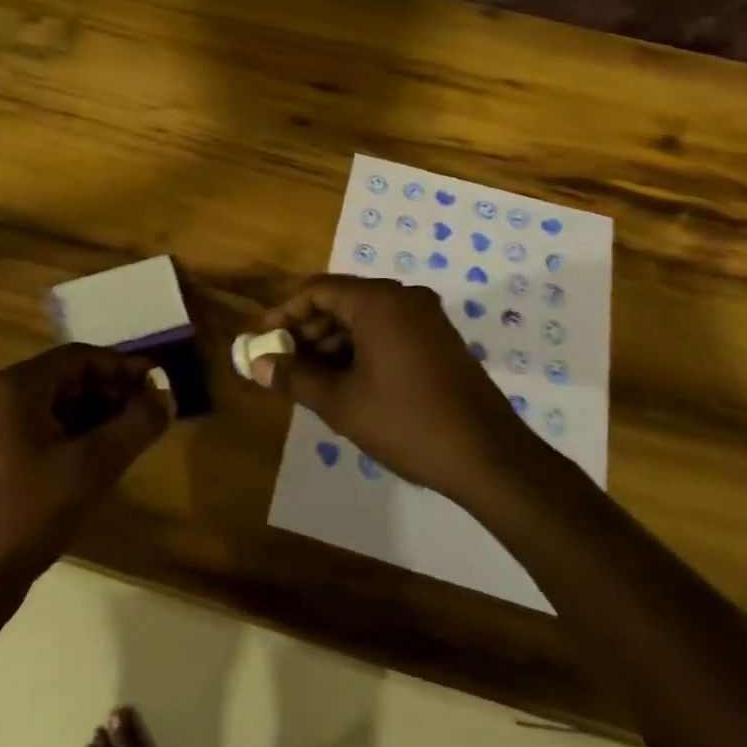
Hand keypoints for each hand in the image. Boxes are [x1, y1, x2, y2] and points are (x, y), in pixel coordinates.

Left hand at [0, 344, 171, 587]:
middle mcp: (3, 397)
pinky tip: (106, 456)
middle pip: (71, 378)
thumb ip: (137, 424)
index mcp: (18, 387)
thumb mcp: (94, 464)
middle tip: (151, 413)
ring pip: (62, 404)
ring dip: (100, 414)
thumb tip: (167, 395)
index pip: (81, 357)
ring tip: (135, 435)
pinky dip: (80, 434)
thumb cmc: (32, 510)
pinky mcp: (1, 455)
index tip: (157, 385)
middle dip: (114, 392)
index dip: (123, 367)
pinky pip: (49, 428)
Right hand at [254, 275, 535, 506]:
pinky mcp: (440, 341)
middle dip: (308, 331)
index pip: (318, 290)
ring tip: (310, 381)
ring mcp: (427, 319)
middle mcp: (404, 298)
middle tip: (284, 365)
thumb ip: (294, 377)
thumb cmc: (407, 422)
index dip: (285, 313)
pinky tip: (347, 384)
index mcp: (379, 301)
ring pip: (365, 319)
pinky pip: (389, 332)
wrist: (488, 456)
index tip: (264, 341)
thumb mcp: (341, 402)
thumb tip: (258, 363)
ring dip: (333, 344)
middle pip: (342, 301)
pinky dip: (361, 350)